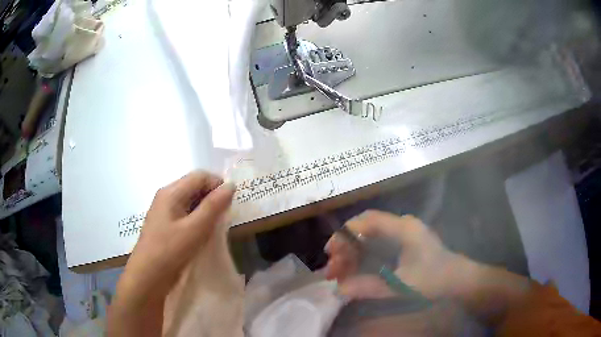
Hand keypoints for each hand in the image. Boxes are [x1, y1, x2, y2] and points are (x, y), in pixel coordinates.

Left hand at [108, 171, 234, 336]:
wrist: (147, 276)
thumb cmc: (170, 251)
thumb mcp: (195, 229)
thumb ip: (213, 206)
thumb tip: (231, 185)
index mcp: (171, 192)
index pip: (200, 176)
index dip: (218, 184)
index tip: (230, 203)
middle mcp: (166, 196)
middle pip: (194, 186)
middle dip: (212, 197)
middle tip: (224, 216)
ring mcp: (164, 210)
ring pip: (190, 200)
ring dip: (205, 208)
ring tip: (215, 226)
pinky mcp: (165, 223)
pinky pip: (185, 212)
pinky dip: (197, 218)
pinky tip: (201, 232)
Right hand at [325, 210, 466, 300]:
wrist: (457, 279)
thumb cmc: (433, 279)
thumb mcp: (401, 285)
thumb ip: (369, 287)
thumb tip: (339, 289)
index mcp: (403, 228)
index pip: (367, 220)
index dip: (345, 234)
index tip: (330, 252)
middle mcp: (402, 225)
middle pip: (366, 229)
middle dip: (346, 248)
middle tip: (333, 269)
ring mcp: (404, 233)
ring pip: (370, 237)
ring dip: (353, 253)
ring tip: (340, 273)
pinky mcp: (405, 242)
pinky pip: (378, 244)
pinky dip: (364, 256)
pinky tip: (356, 270)